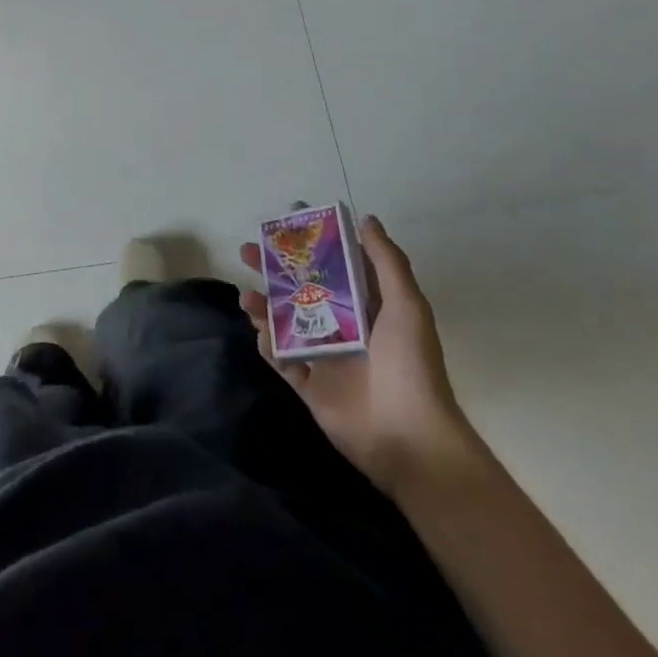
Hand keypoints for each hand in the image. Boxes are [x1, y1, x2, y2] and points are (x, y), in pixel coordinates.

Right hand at [240, 215, 474, 496]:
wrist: (410, 437)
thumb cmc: (410, 365)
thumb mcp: (407, 306)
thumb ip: (387, 262)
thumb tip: (367, 219)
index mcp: (367, 307)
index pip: (333, 266)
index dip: (309, 244)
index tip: (284, 223)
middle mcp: (343, 327)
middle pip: (300, 290)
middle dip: (274, 270)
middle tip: (247, 252)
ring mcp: (325, 357)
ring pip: (284, 323)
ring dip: (264, 306)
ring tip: (247, 296)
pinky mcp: (309, 386)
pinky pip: (281, 360)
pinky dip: (268, 345)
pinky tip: (261, 333)